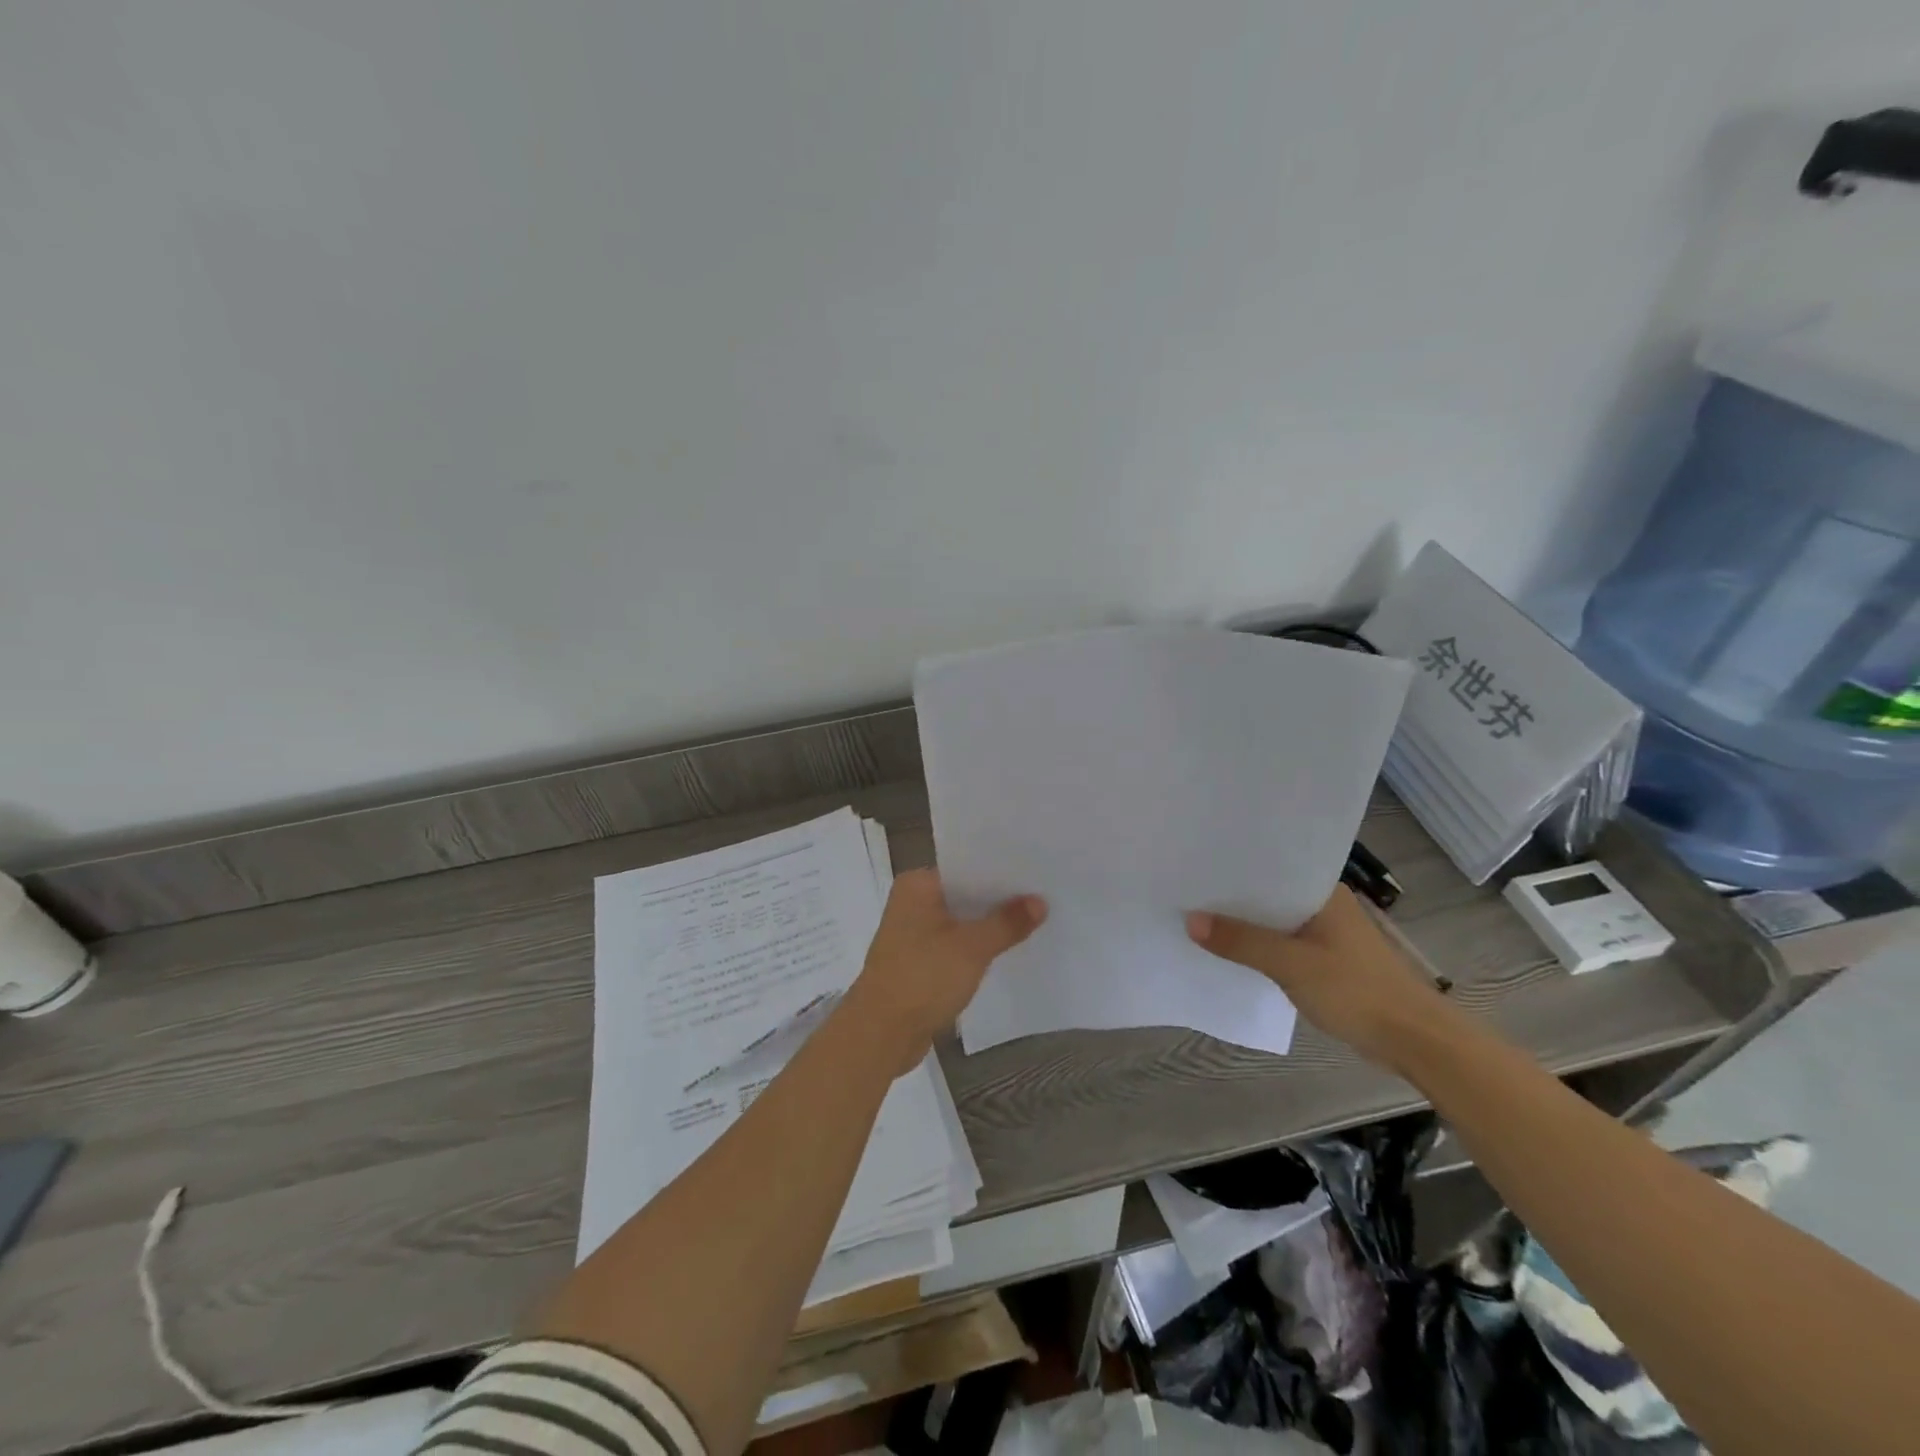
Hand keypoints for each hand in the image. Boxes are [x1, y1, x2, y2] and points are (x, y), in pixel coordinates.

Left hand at [847, 869, 1045, 1068]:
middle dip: (999, 899)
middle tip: (1045, 895)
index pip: (966, 866)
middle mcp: (912, 902)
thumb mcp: (972, 948)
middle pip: (965, 894)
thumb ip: (1007, 923)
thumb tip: (1040, 901)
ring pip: (961, 921)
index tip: (1036, 871)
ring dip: (989, 926)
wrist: (881, 1034)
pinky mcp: (918, 961)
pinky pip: (955, 945)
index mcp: (917, 885)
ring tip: (1035, 920)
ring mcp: (913, 933)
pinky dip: (976, 948)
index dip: (1001, 870)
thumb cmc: (922, 978)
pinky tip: (1007, 951)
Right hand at [1186, 886, 1457, 1069]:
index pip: (1270, 866)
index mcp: (1322, 891)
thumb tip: (1190, 920)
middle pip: (1268, 893)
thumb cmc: (1357, 992)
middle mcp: (1324, 904)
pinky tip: (1232, 951)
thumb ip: (1242, 942)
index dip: (1233, 867)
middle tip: (1186, 890)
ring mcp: (1327, 932)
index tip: (1195, 864)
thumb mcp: (1292, 965)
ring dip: (1245, 924)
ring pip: (1274, 920)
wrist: (1415, 1041)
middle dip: (1232, 896)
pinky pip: (1283, 943)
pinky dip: (1260, 945)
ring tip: (1198, 917)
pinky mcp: (1327, 959)